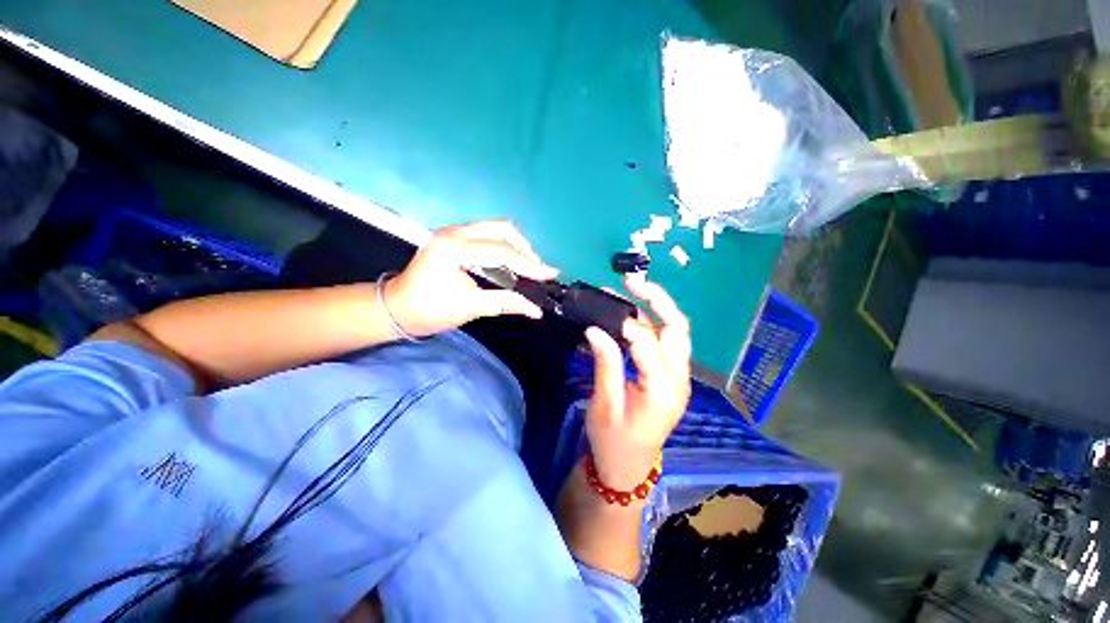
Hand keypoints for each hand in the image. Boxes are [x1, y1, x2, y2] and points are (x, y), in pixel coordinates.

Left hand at [383, 220, 558, 336]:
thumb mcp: (470, 308)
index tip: (551, 274)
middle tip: (537, 270)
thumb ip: (506, 303)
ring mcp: (453, 233)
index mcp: (454, 248)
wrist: (396, 309)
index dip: (530, 265)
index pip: (501, 252)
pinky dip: (504, 248)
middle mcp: (454, 233)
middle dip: (525, 249)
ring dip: (515, 247)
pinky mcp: (454, 238)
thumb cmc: (429, 311)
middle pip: (501, 229)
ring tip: (528, 268)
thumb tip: (536, 309)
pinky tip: (510, 264)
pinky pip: (487, 236)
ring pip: (495, 229)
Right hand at [584, 276, 691, 489]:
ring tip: (634, 289)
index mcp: (662, 391)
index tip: (604, 309)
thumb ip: (605, 364)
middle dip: (658, 300)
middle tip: (632, 281)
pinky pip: (667, 341)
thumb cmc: (613, 441)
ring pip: (676, 332)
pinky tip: (635, 314)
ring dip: (657, 307)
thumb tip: (596, 330)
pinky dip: (653, 323)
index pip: (648, 344)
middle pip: (677, 328)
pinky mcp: (671, 376)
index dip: (627, 324)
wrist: (629, 467)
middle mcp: (678, 379)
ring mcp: (678, 377)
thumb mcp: (604, 405)